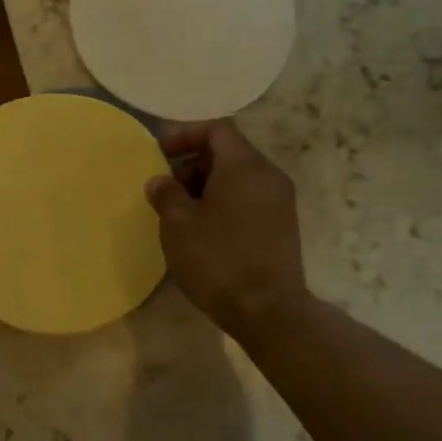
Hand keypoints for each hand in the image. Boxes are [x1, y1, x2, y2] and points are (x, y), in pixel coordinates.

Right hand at [146, 121, 307, 337]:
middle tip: (167, 190)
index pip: (216, 130)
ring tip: (181, 214)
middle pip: (228, 153)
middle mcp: (268, 176)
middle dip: (193, 164)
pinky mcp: (282, 227)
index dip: (184, 135)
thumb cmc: (218, 259)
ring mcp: (280, 202)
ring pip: (238, 178)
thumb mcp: (178, 225)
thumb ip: (166, 195)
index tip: (159, 153)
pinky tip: (204, 231)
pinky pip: (249, 199)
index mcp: (245, 166)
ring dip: (207, 187)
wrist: (268, 310)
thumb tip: (160, 182)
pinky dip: (224, 203)